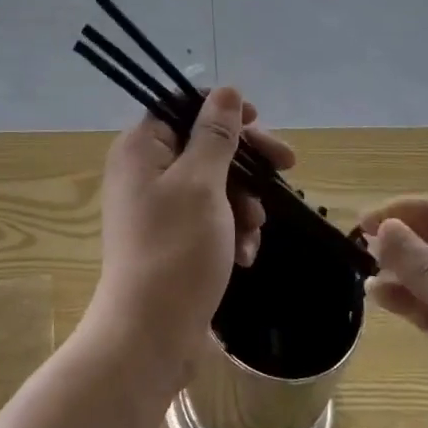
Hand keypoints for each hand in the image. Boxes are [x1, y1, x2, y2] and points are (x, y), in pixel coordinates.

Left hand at [86, 87, 291, 391]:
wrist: (149, 336)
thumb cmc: (176, 249)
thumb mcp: (202, 183)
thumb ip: (216, 134)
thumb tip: (226, 91)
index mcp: (140, 148)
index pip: (182, 107)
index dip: (222, 111)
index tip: (259, 122)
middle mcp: (142, 171)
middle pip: (202, 146)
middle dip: (245, 163)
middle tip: (288, 167)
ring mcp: (154, 208)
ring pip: (211, 185)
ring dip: (241, 203)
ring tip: (255, 230)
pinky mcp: (169, 240)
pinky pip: (206, 219)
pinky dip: (229, 231)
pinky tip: (244, 256)